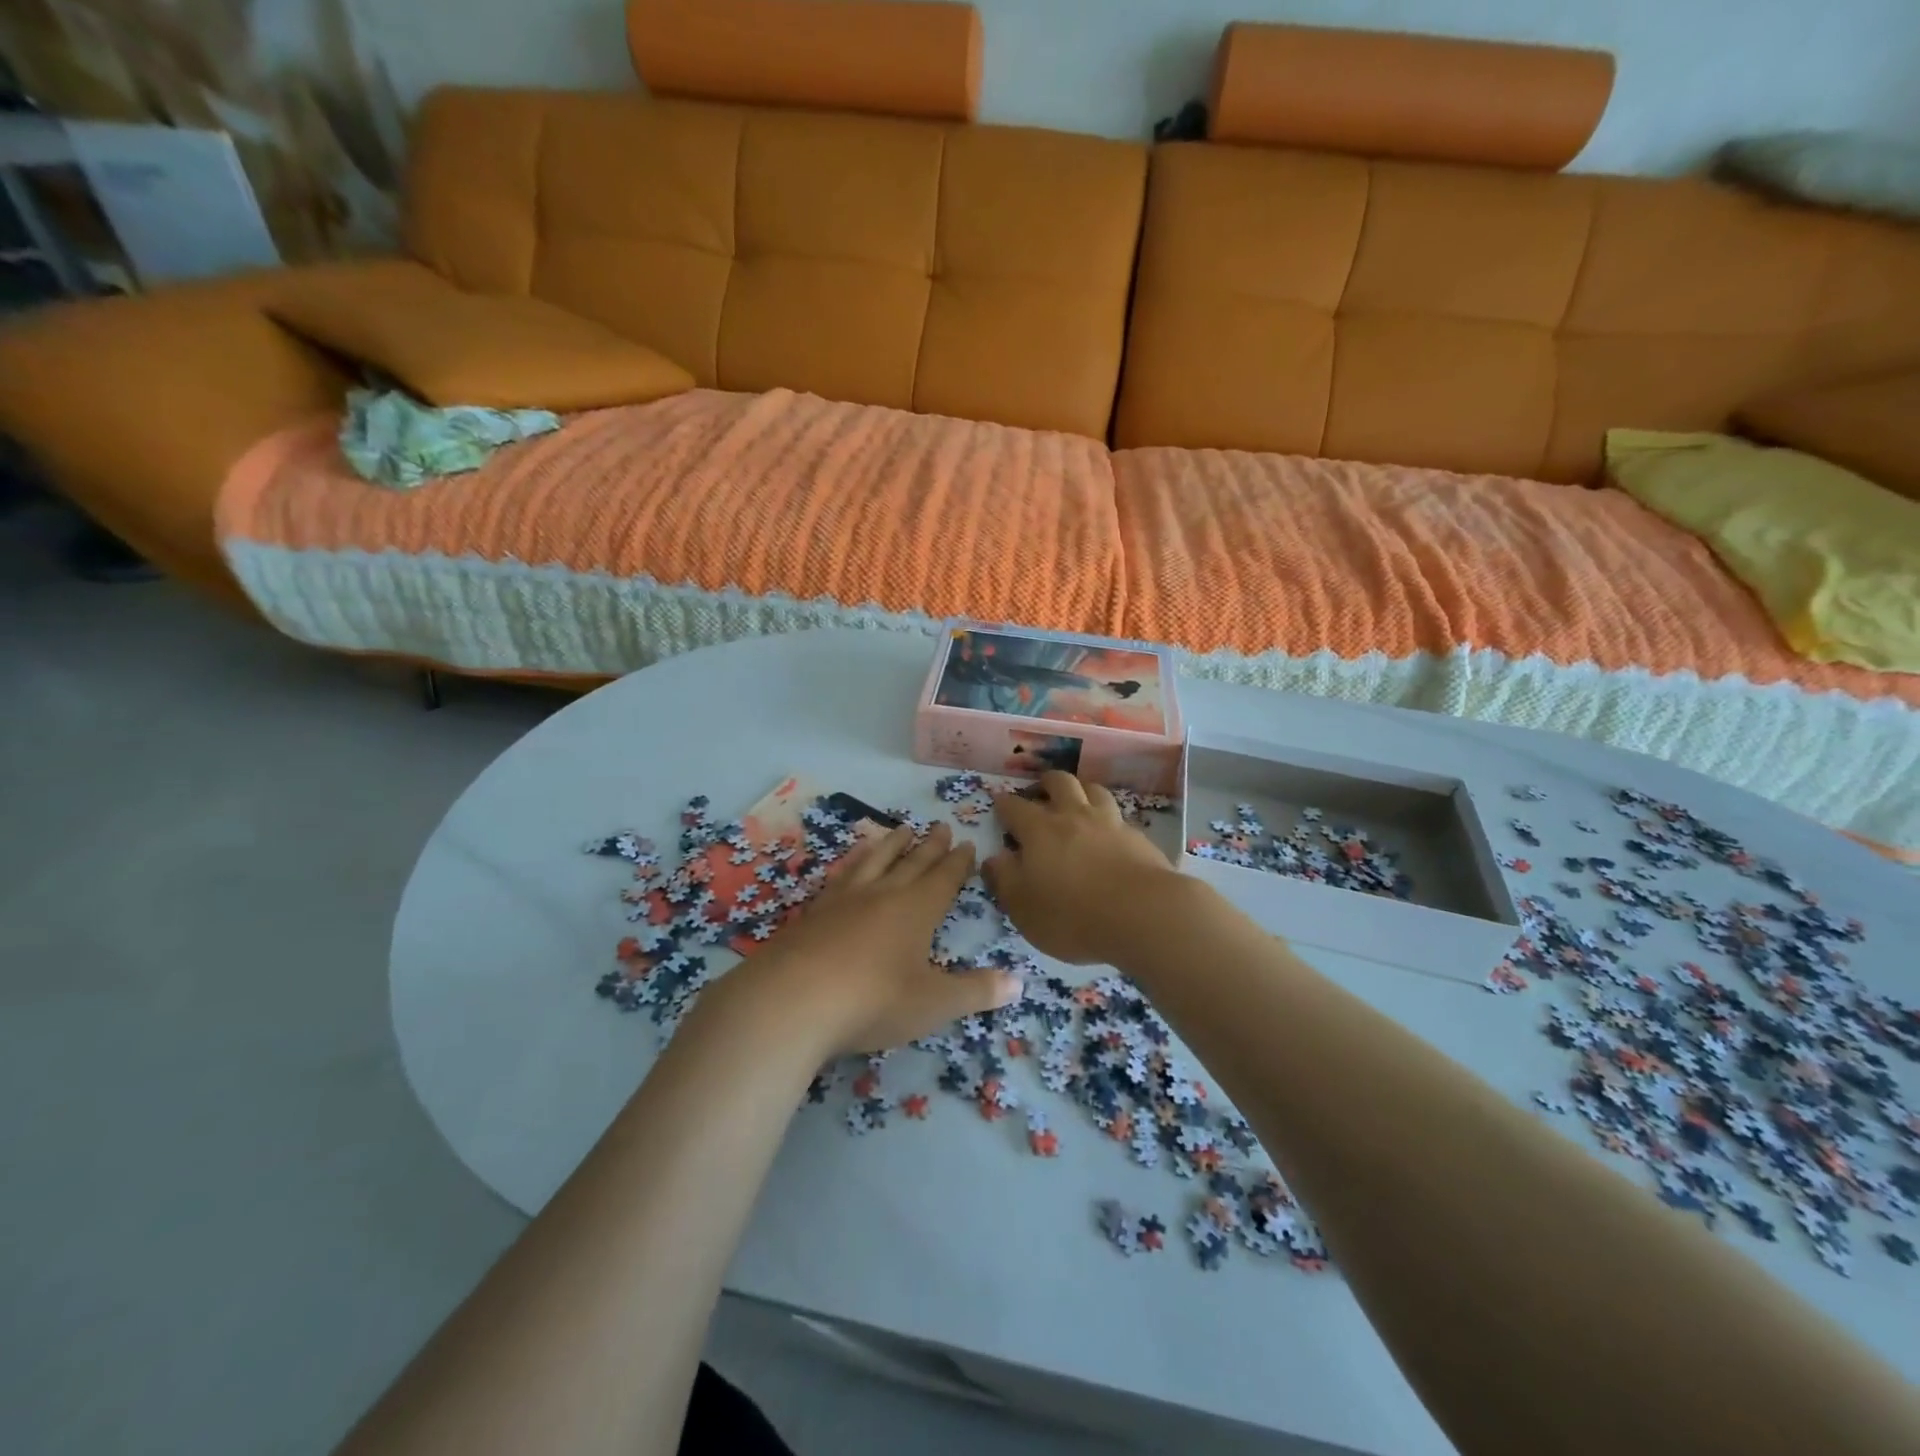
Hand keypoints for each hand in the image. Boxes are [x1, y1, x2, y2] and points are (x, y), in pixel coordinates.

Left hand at [743, 822, 1021, 1054]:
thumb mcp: (933, 1003)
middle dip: (930, 846)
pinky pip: (841, 876)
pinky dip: (853, 863)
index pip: (944, 878)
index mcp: (917, 910)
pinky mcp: (814, 912)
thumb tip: (1020, 984)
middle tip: (940, 825)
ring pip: (874, 861)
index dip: (958, 862)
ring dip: (891, 845)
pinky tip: (850, 865)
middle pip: (912, 862)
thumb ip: (976, 992)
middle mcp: (883, 894)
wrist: (793, 1000)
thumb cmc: (874, 1000)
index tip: (966, 843)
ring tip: (901, 830)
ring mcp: (844, 899)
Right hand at [984, 771, 1180, 964]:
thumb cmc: (1072, 915)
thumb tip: (994, 857)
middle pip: (1059, 782)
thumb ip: (1004, 879)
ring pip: (1093, 790)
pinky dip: (1108, 819)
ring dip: (1081, 790)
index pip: (1015, 807)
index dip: (1003, 803)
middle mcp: (1074, 816)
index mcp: (1039, 830)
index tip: (998, 802)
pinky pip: (1118, 816)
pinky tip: (1109, 833)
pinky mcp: (1138, 837)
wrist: (1144, 914)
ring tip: (1077, 801)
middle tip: (1039, 792)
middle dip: (1046, 783)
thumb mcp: (1023, 907)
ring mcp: (1109, 823)